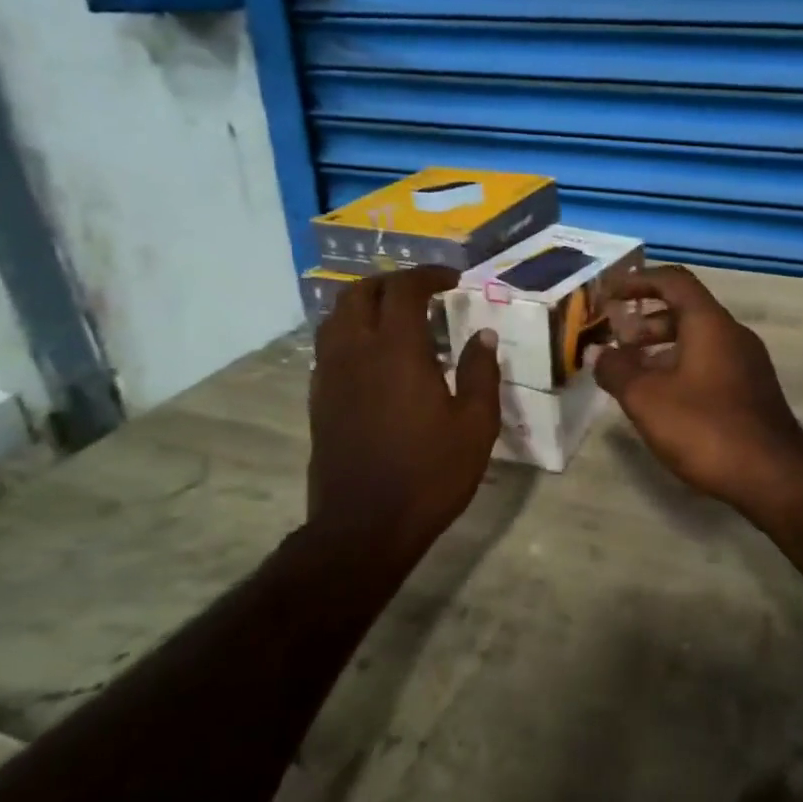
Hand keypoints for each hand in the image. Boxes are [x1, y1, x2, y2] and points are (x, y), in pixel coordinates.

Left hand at [306, 267, 500, 562]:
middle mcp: (356, 351)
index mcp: (396, 350)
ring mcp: (330, 375)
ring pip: (337, 317)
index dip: (428, 276)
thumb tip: (483, 335)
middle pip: (361, 293)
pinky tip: (375, 357)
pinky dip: (351, 333)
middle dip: (393, 283)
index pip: (404, 289)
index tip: (453, 280)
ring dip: (366, 304)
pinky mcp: (319, 400)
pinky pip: (329, 347)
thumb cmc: (429, 473)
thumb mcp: (475, 425)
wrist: (364, 526)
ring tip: (396, 317)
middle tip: (423, 293)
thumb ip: (481, 373)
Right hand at [593, 265, 802, 513]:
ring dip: (661, 348)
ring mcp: (747, 363)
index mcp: (709, 323)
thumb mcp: (647, 399)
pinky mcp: (752, 390)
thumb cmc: (705, 428)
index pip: (673, 281)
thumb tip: (599, 354)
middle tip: (616, 342)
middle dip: (645, 321)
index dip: (638, 281)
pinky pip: (710, 363)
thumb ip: (617, 371)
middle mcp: (733, 334)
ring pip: (698, 340)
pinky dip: (681, 367)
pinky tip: (663, 399)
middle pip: (685, 311)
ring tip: (632, 374)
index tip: (609, 295)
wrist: (773, 475)